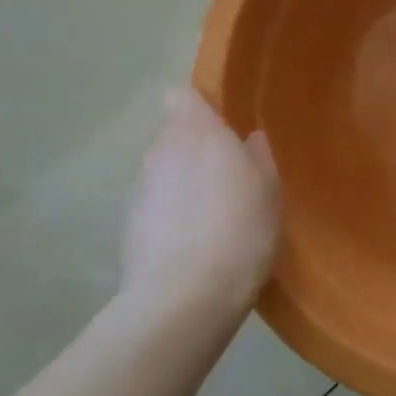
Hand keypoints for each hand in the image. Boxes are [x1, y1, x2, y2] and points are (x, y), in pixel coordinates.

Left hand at [120, 88, 279, 319]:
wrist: (184, 298)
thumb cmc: (240, 228)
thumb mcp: (269, 189)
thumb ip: (258, 156)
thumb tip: (249, 138)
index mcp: (197, 132)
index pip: (182, 97)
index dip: (198, 108)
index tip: (222, 127)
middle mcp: (160, 151)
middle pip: (172, 136)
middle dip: (194, 149)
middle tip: (227, 175)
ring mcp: (139, 189)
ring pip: (162, 172)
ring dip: (181, 183)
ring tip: (211, 214)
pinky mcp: (126, 226)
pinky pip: (154, 206)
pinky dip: (169, 215)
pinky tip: (193, 243)